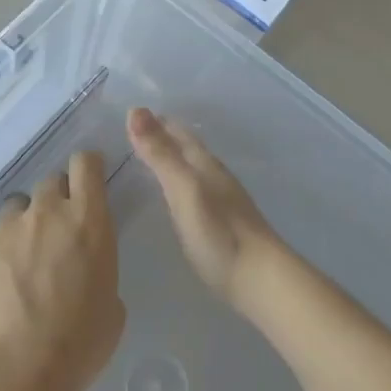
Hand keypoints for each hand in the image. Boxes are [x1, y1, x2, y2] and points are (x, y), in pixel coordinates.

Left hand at [0, 151, 124, 390]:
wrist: (15, 371)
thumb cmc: (78, 344)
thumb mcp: (112, 307)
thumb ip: (99, 269)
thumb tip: (84, 267)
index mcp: (88, 221)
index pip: (86, 163)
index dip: (87, 167)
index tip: (88, 181)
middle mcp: (46, 212)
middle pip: (51, 182)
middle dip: (56, 201)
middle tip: (57, 235)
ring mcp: (7, 227)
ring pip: (17, 207)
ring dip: (24, 225)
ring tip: (22, 261)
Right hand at [127, 108, 280, 309]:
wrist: (262, 280)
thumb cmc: (219, 233)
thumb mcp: (183, 189)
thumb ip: (160, 154)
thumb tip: (135, 110)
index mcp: (204, 163)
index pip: (177, 131)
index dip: (154, 121)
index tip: (128, 115)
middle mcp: (214, 175)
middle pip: (186, 147)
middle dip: (162, 136)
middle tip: (132, 134)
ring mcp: (222, 199)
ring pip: (192, 168)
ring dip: (171, 159)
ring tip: (147, 160)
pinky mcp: (224, 223)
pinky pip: (196, 190)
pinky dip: (179, 182)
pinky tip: (174, 196)